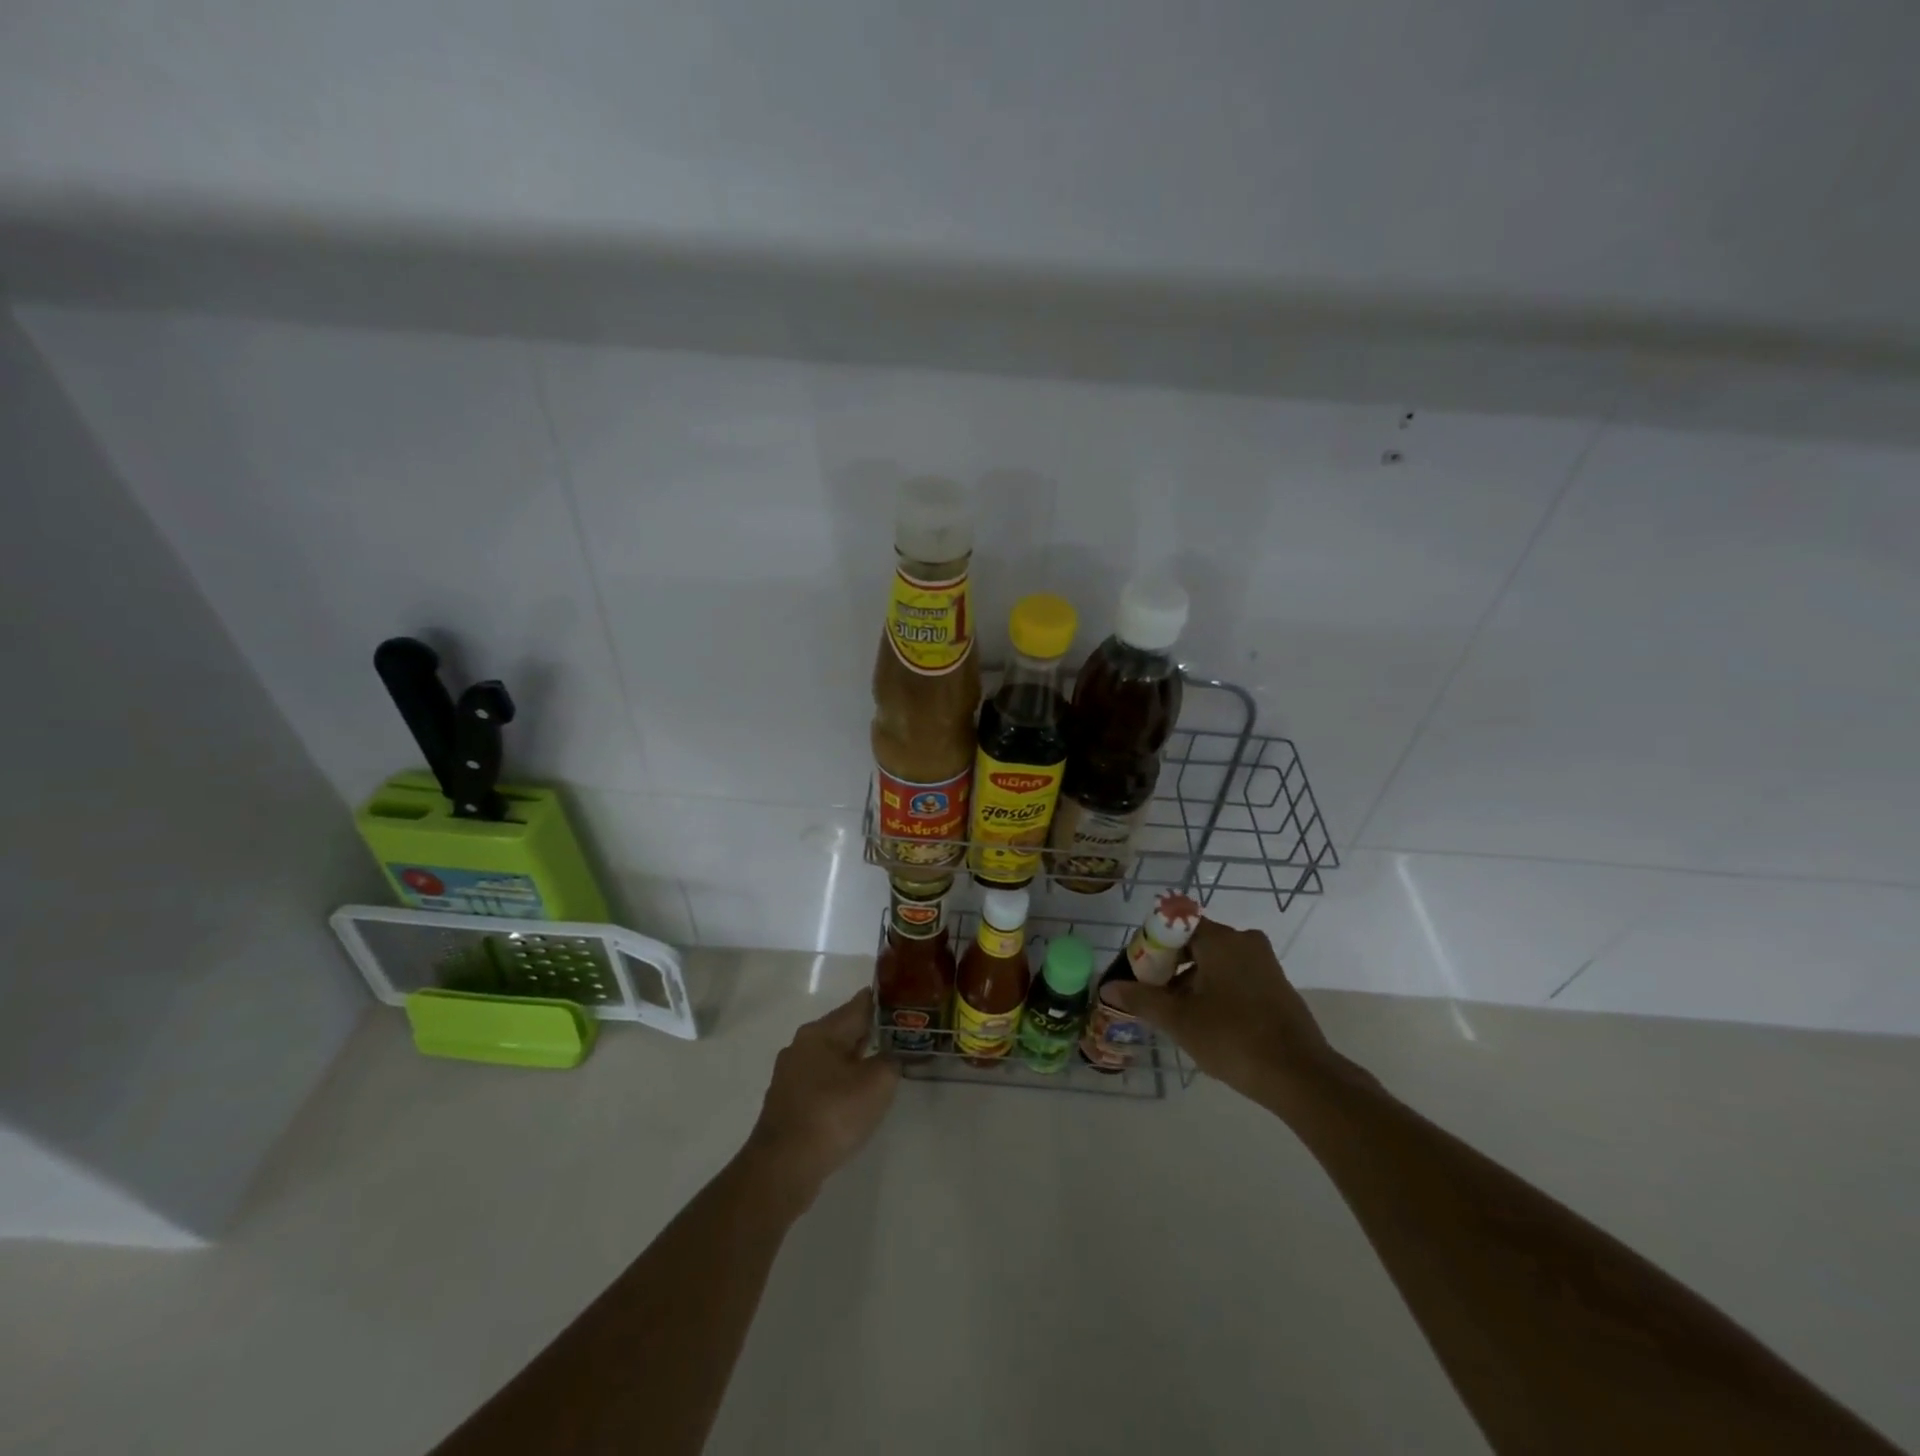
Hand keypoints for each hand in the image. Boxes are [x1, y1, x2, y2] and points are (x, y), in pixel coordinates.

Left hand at [745, 988, 899, 1203]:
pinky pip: (821, 1080)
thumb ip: (891, 1061)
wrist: (783, 1167)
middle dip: (871, 1032)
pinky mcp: (787, 1101)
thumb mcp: (877, 1083)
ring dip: (855, 1059)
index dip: (885, 1002)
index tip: (906, 1004)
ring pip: (832, 1056)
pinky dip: (840, 1082)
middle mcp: (802, 1044)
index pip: (860, 1004)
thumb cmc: (833, 1114)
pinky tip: (854, 1097)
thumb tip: (890, 1056)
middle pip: (844, 1029)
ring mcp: (791, 1073)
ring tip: (881, 1067)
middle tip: (900, 1037)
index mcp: (822, 1031)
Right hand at [1104, 919, 1348, 1113]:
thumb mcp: (1179, 1020)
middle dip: (1168, 966)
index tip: (1138, 974)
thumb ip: (1142, 999)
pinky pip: (1234, 975)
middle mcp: (1244, 940)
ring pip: (1214, 960)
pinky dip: (1214, 989)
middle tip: (1152, 996)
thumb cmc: (1233, 1038)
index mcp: (1220, 939)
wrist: (1301, 1076)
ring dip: (1190, 980)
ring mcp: (1264, 962)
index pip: (1173, 925)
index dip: (1150, 946)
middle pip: (1193, 942)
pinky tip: (1205, 1021)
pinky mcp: (1276, 985)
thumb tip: (1108, 986)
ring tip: (1175, 1014)